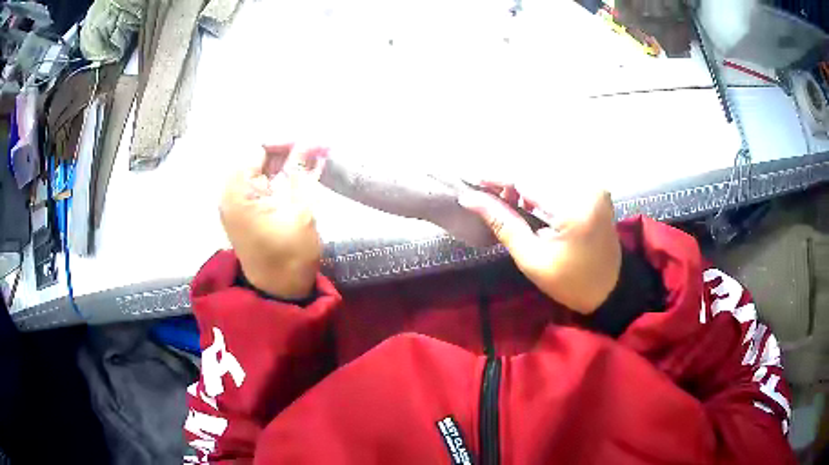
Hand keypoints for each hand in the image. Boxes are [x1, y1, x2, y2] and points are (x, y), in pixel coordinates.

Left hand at [219, 143, 327, 299]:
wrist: (280, 293)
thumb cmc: (290, 256)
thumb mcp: (300, 210)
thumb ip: (302, 171)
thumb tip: (313, 140)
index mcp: (238, 192)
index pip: (258, 148)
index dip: (285, 141)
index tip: (313, 141)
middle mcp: (232, 192)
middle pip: (258, 156)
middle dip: (287, 149)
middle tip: (317, 147)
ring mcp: (238, 201)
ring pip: (262, 168)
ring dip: (286, 161)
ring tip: (315, 155)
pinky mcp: (247, 210)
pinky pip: (263, 182)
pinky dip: (282, 176)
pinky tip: (304, 170)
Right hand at [459, 183, 620, 313]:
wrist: (610, 287)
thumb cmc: (570, 282)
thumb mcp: (532, 259)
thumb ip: (502, 223)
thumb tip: (470, 198)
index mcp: (572, 207)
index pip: (525, 179)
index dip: (495, 177)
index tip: (469, 181)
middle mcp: (585, 186)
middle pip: (535, 170)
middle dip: (507, 180)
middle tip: (486, 196)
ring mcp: (593, 184)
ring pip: (545, 171)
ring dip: (522, 181)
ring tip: (505, 199)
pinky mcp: (594, 187)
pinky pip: (559, 177)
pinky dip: (539, 184)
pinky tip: (528, 199)